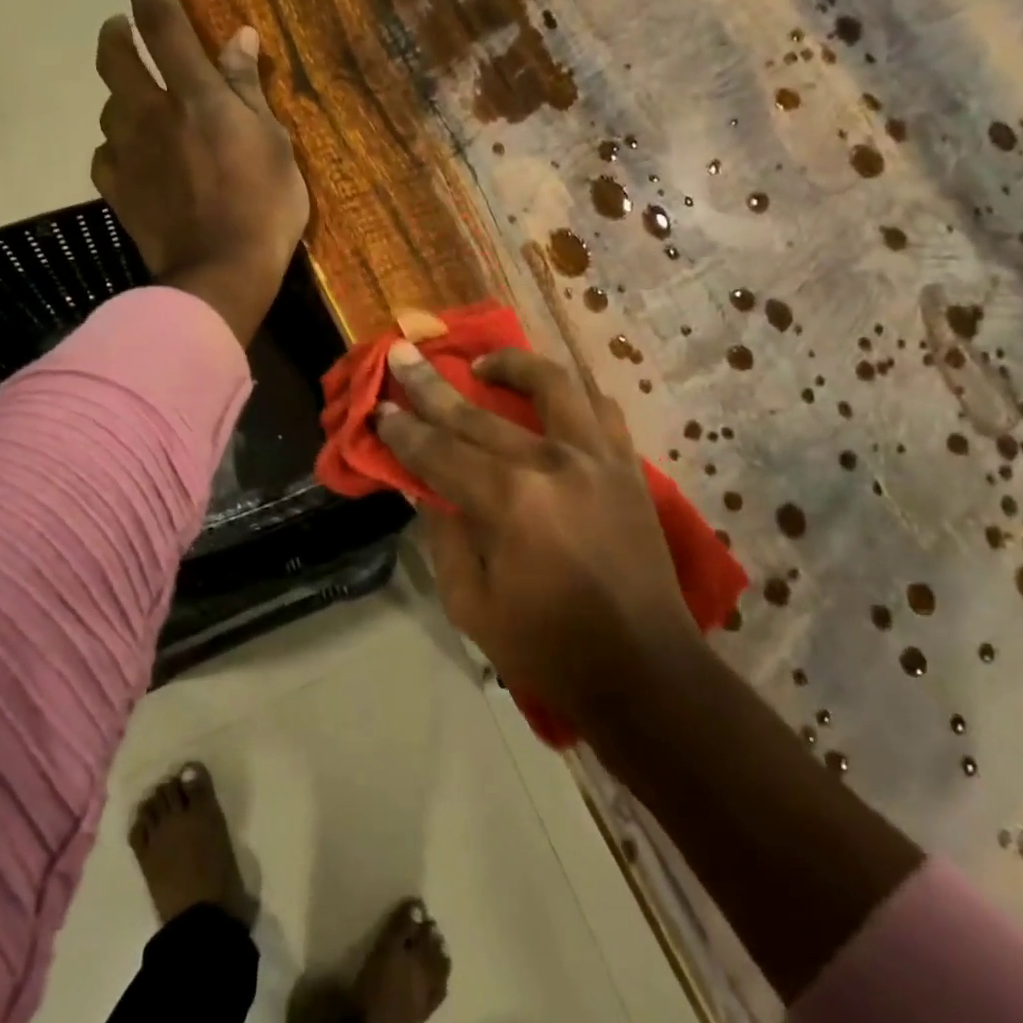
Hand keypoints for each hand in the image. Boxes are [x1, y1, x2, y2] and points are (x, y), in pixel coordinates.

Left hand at [93, 0, 309, 343]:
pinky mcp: (117, 190)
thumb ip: (249, 89)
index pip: (162, 23)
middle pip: (114, 56)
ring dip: (120, 97)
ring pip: (108, 107)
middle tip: (124, 31)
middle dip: (116, 33)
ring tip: (138, 106)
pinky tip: (131, 159)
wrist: (221, 273)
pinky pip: (106, 156)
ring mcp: (127, 153)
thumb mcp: (275, 145)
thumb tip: (240, 37)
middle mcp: (150, 113)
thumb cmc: (263, 207)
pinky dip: (117, 148)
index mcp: (195, 95)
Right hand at [375, 343, 695, 724]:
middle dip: (431, 384)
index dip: (403, 430)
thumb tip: (428, 489)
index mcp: (508, 502)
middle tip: (403, 354)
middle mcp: (552, 464)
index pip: (439, 452)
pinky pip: (601, 410)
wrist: (643, 669)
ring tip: (484, 364)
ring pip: (552, 385)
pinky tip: (551, 397)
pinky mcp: (627, 467)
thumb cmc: (548, 647)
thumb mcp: (471, 606)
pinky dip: (572, 395)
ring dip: (512, 365)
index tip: (380, 408)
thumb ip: (445, 538)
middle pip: (478, 413)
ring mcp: (597, 459)